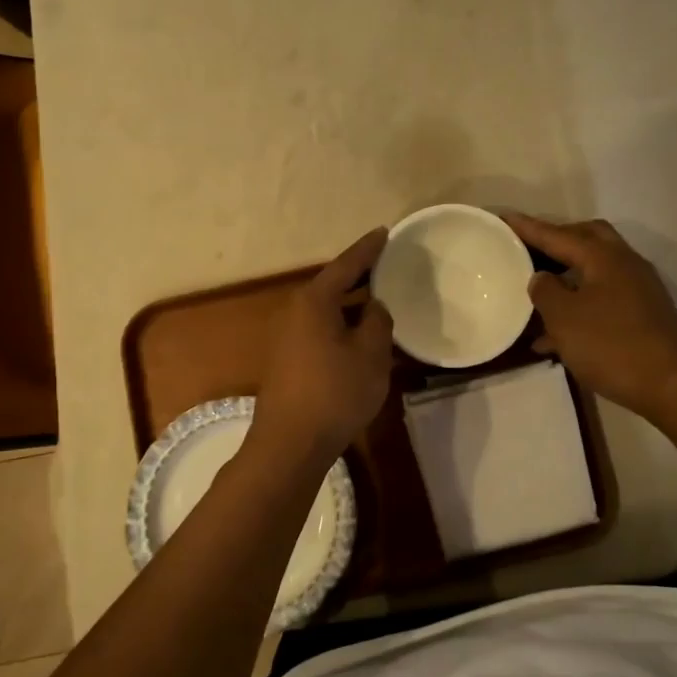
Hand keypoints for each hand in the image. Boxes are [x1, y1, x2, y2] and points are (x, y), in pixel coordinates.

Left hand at [250, 228, 394, 464]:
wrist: (291, 443)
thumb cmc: (335, 393)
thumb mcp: (370, 355)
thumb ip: (378, 322)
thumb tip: (374, 307)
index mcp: (315, 301)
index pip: (346, 264)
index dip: (368, 249)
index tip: (385, 232)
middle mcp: (295, 311)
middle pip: (332, 285)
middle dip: (360, 276)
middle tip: (388, 266)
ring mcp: (287, 336)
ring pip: (327, 310)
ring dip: (352, 305)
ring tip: (380, 300)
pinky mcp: (288, 359)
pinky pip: (321, 329)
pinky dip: (342, 325)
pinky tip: (360, 337)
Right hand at [504, 214, 676, 425]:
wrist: (672, 385)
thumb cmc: (611, 345)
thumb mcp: (564, 318)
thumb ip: (545, 291)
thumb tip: (541, 277)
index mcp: (603, 257)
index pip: (558, 235)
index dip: (528, 227)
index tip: (504, 218)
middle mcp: (624, 264)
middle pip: (585, 239)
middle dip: (555, 241)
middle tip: (527, 249)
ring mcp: (637, 289)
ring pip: (594, 270)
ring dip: (565, 276)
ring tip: (535, 292)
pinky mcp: (641, 315)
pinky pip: (601, 298)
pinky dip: (578, 305)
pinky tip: (554, 337)